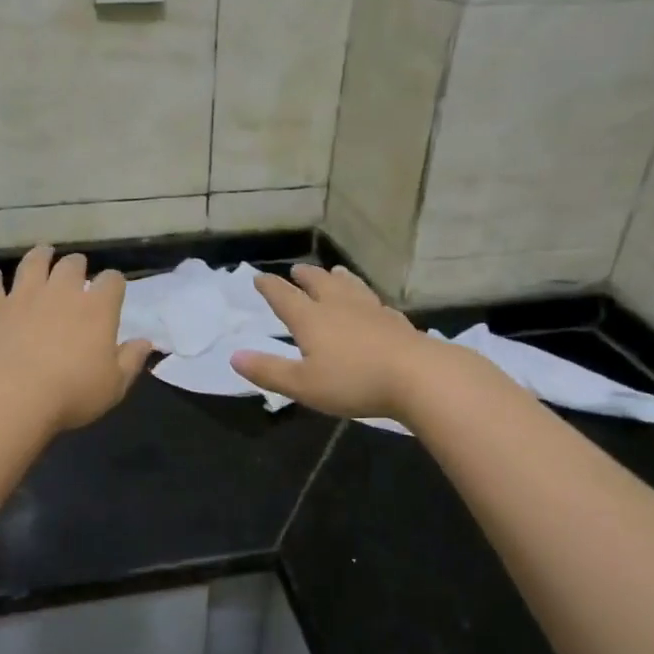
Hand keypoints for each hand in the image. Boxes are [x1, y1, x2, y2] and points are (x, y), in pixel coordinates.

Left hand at [0, 246, 153, 431]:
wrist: (13, 397)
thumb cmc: (72, 394)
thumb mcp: (114, 385)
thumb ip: (131, 360)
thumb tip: (145, 342)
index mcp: (97, 309)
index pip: (112, 281)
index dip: (114, 283)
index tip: (113, 290)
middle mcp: (61, 292)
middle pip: (72, 265)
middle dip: (77, 265)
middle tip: (76, 270)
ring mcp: (24, 296)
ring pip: (33, 263)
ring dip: (40, 256)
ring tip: (43, 254)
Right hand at [231, 265, 439, 420]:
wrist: (418, 376)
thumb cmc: (353, 381)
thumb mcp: (302, 384)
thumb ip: (268, 370)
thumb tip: (234, 356)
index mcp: (312, 319)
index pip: (285, 297)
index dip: (270, 287)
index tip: (259, 277)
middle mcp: (339, 306)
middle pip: (319, 284)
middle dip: (305, 277)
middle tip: (297, 269)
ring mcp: (371, 310)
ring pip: (350, 286)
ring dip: (338, 278)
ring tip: (334, 271)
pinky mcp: (396, 321)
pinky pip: (375, 302)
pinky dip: (365, 296)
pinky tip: (371, 303)